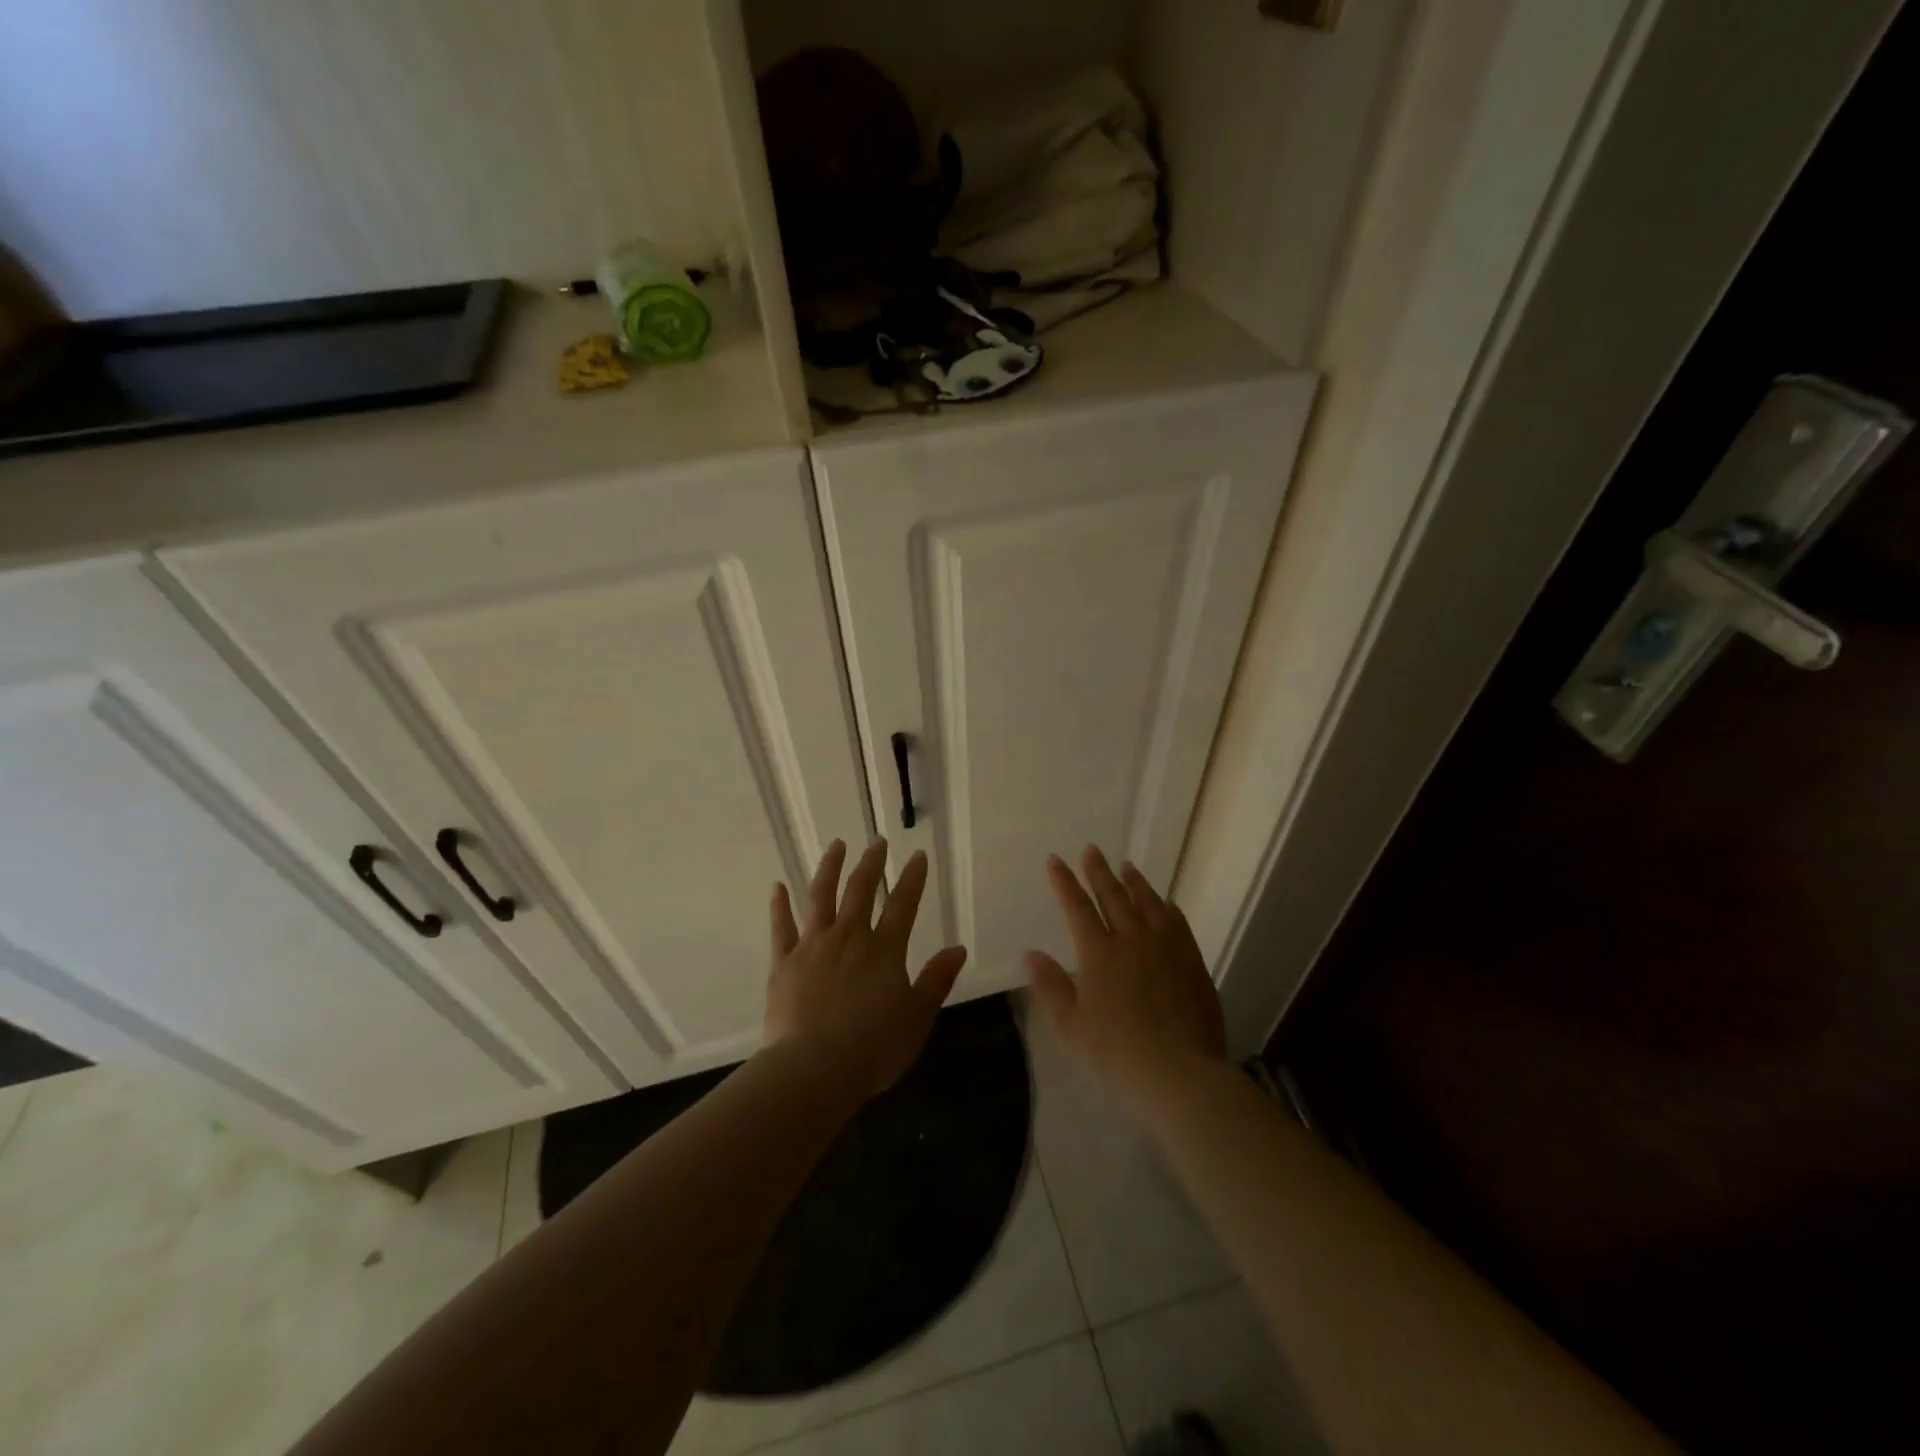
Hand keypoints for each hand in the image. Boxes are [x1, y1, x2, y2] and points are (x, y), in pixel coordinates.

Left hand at [765, 838, 968, 1098]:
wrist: (814, 1069)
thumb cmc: (873, 1048)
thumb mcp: (917, 1017)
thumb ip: (936, 980)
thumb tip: (958, 949)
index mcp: (884, 950)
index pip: (903, 905)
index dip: (912, 878)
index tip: (917, 855)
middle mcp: (849, 937)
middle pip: (861, 890)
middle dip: (872, 863)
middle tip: (877, 841)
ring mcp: (813, 946)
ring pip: (821, 897)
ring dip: (829, 868)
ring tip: (836, 845)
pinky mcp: (784, 962)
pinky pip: (781, 927)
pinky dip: (779, 905)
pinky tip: (777, 887)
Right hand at [1025, 846, 1227, 1112]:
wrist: (1180, 1070)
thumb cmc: (1117, 1051)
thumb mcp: (1071, 1024)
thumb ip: (1051, 985)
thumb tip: (1031, 953)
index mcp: (1099, 953)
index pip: (1077, 907)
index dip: (1064, 882)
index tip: (1055, 860)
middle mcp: (1131, 940)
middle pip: (1113, 897)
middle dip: (1098, 872)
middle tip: (1092, 849)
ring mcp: (1165, 948)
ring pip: (1148, 904)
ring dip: (1135, 882)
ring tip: (1127, 866)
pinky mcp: (1192, 961)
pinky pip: (1178, 924)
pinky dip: (1168, 908)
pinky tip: (1166, 903)